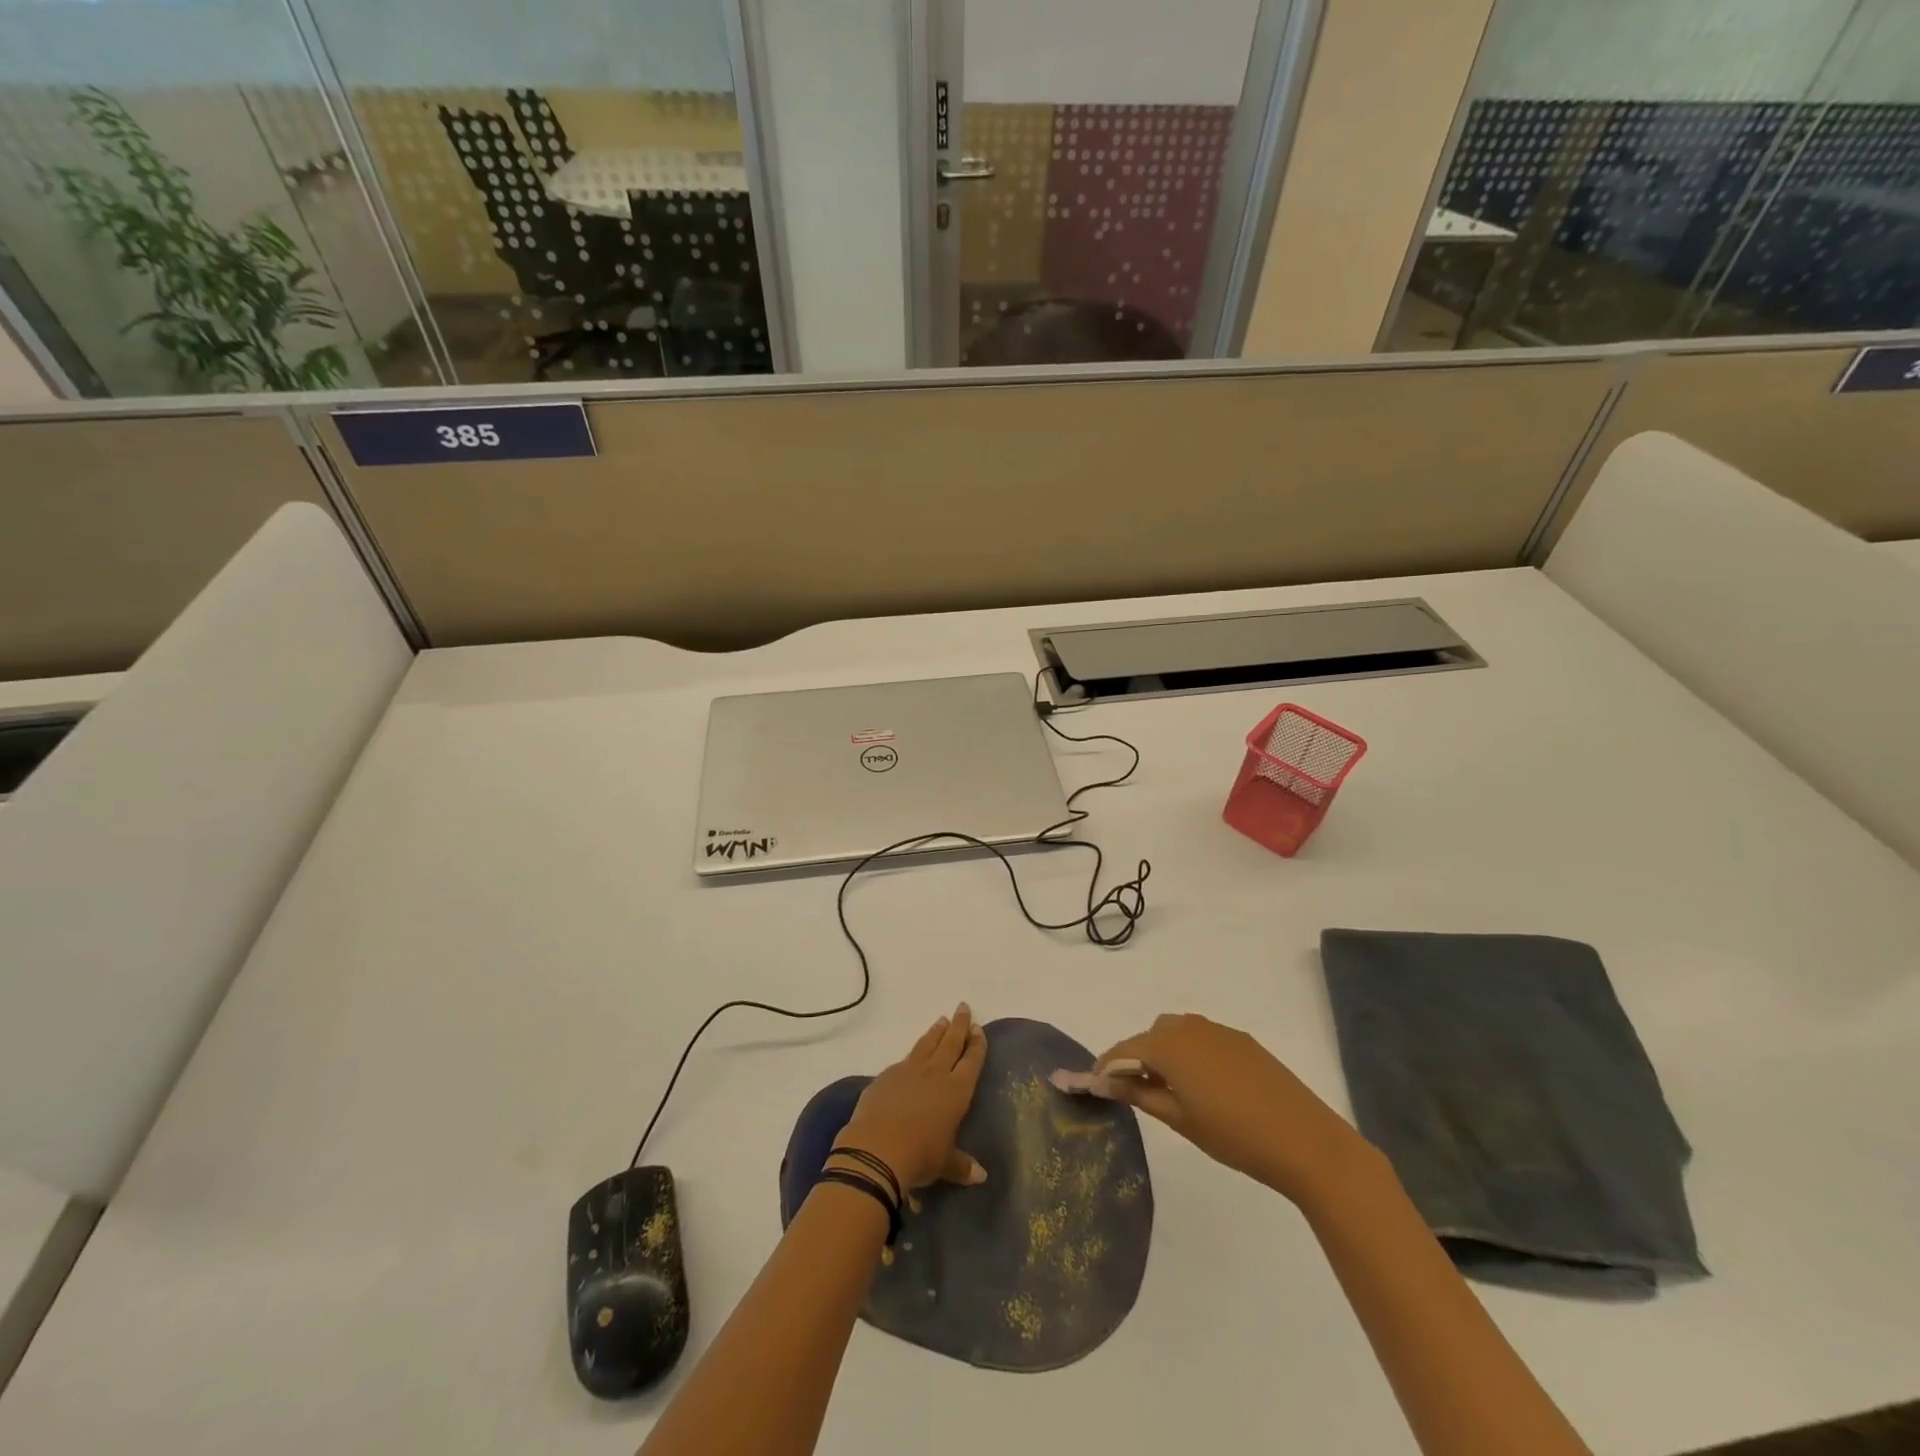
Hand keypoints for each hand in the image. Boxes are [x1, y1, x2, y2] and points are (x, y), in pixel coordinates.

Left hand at [833, 1003, 988, 1191]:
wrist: (877, 1150)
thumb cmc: (920, 1156)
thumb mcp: (945, 1164)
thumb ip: (962, 1165)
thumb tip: (981, 1176)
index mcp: (956, 1091)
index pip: (971, 1060)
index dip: (977, 1044)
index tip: (979, 1028)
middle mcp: (935, 1074)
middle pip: (950, 1043)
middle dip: (959, 1025)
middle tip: (963, 1008)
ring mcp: (909, 1071)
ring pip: (927, 1044)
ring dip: (936, 1032)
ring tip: (942, 1020)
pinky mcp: (886, 1076)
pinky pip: (904, 1060)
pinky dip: (912, 1054)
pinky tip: (912, 1056)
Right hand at [1076, 1013, 1371, 1205]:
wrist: (1305, 1140)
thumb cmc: (1233, 1134)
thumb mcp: (1178, 1118)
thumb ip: (1138, 1094)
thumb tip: (1104, 1082)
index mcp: (1169, 1044)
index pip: (1124, 1049)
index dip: (1106, 1067)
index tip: (1093, 1085)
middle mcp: (1190, 1026)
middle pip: (1150, 1036)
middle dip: (1137, 1058)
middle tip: (1135, 1092)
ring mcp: (1219, 1031)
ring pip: (1177, 1032)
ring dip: (1165, 1053)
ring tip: (1170, 1090)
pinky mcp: (1243, 1041)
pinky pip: (1203, 1038)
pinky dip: (1191, 1054)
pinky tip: (1204, 1086)